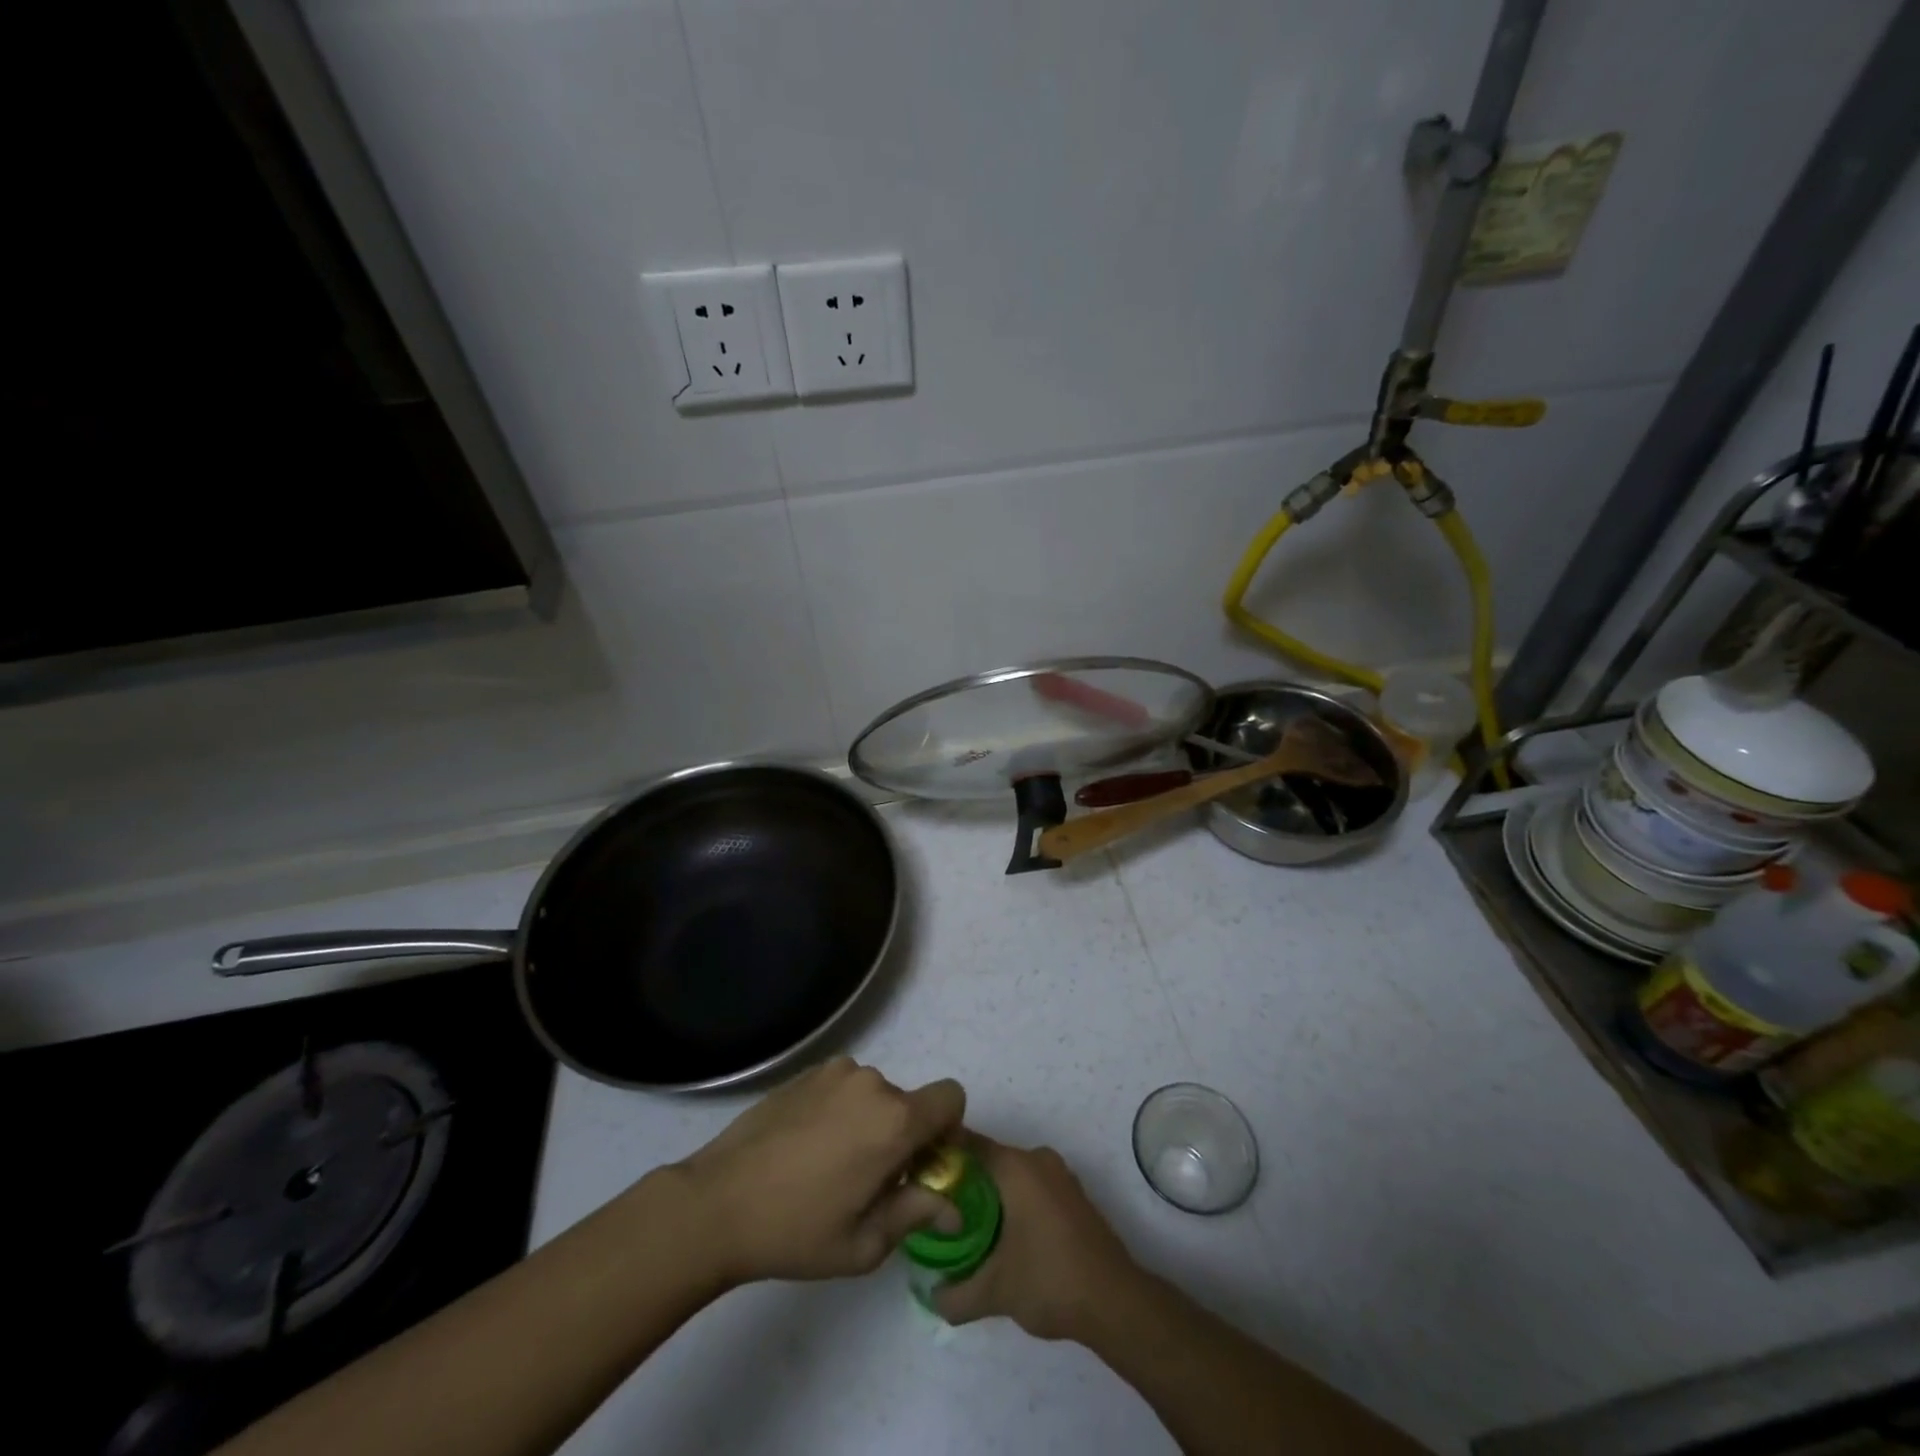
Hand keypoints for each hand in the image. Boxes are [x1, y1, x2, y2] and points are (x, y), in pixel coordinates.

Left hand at [675, 1057, 965, 1285]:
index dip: (947, 1128)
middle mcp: (872, 1083)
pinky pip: (842, 1088)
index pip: (951, 1097)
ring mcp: (835, 1072)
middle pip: (909, 1103)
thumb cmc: (796, 1231)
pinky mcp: (805, 1073)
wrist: (717, 1203)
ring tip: (830, 1165)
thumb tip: (952, 1205)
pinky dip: (839, 1111)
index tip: (923, 1163)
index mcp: (894, 1120)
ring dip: (868, 1122)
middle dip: (902, 1136)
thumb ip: (917, 1213)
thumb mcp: (864, 1244)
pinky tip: (806, 1148)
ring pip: (873, 1096)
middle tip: (869, 1181)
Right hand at [933, 1134, 1138, 1341]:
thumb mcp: (994, 1292)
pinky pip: (1030, 1185)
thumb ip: (954, 1294)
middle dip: (961, 1180)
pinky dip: (1011, 1201)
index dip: (940, 1156)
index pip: (966, 1143)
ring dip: (988, 1193)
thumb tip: (929, 1294)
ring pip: (1010, 1173)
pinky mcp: (1071, 1194)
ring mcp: (1058, 1174)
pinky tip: (1000, 1234)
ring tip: (963, 1225)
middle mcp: (1036, 1158)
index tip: (918, 1178)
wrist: (1115, 1300)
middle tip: (936, 1209)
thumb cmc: (1050, 1280)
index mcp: (1015, 1165)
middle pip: (987, 1158)